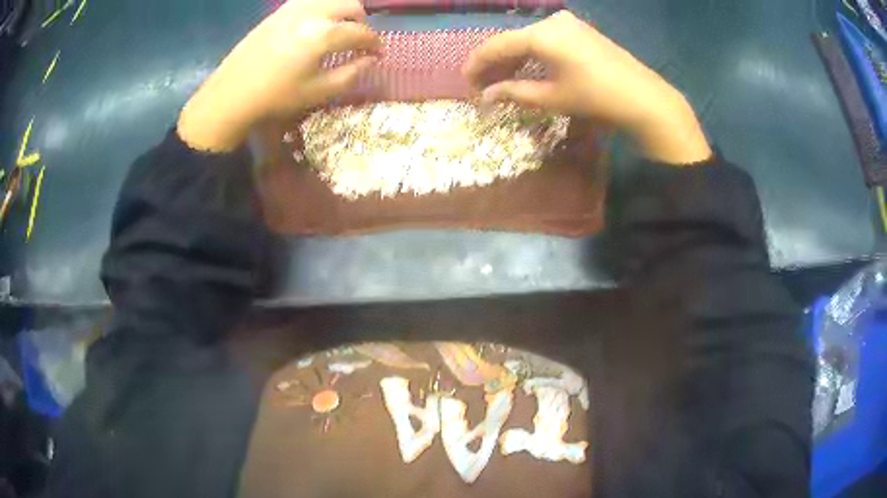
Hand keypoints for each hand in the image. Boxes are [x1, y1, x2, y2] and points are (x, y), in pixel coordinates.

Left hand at [178, 0, 379, 151]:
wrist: (232, 94)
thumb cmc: (276, 97)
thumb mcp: (318, 91)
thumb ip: (351, 73)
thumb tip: (371, 59)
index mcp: (324, 34)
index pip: (362, 32)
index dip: (375, 43)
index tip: (378, 54)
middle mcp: (312, 13)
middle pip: (351, 6)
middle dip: (362, 22)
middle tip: (359, 41)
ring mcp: (293, 8)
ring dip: (343, 12)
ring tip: (339, 30)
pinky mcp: (279, 11)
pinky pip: (310, 1)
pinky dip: (322, 9)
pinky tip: (316, 26)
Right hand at [463, 11, 711, 164]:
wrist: (643, 97)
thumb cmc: (596, 97)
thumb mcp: (552, 97)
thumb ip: (515, 92)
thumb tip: (486, 95)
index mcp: (540, 34)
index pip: (496, 45)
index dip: (478, 64)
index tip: (466, 81)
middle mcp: (551, 21)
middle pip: (512, 40)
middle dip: (496, 63)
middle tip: (482, 85)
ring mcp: (569, 23)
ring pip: (530, 39)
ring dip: (514, 59)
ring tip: (502, 80)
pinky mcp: (581, 30)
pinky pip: (547, 39)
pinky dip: (534, 54)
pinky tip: (528, 69)